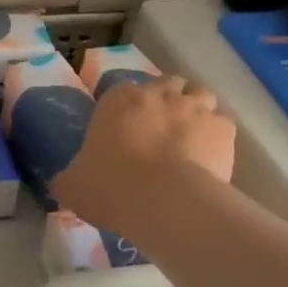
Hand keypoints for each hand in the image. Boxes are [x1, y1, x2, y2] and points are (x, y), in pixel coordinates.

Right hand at [52, 76, 234, 236]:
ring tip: (189, 138)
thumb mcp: (72, 186)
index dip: (126, 108)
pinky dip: (216, 135)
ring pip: (199, 94)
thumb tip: (64, 183)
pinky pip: (221, 123)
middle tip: (159, 131)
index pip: (122, 90)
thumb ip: (68, 179)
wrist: (164, 202)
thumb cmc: (110, 187)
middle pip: (166, 84)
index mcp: (117, 100)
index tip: (125, 129)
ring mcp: (194, 107)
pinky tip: (209, 157)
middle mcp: (158, 93)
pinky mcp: (223, 128)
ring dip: (195, 110)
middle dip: (165, 101)